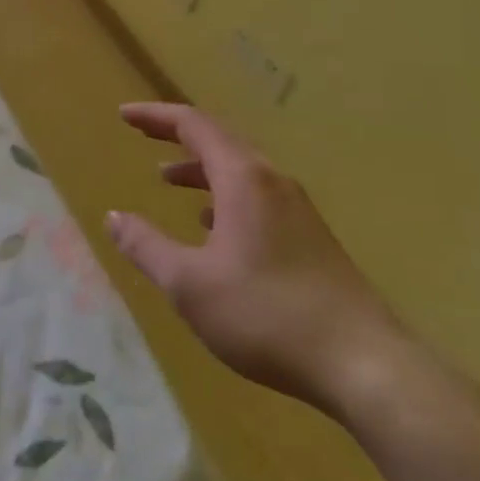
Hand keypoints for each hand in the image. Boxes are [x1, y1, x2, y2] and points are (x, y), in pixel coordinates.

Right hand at [104, 102, 402, 410]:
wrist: (366, 365)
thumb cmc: (267, 316)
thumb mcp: (190, 284)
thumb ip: (146, 246)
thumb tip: (113, 217)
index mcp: (243, 178)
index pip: (193, 125)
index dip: (155, 116)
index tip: (124, 115)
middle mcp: (272, 181)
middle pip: (220, 140)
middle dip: (177, 137)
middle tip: (143, 137)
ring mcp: (297, 210)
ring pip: (241, 171)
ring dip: (201, 169)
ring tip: (168, 180)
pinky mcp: (312, 239)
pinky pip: (258, 197)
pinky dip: (225, 197)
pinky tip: (213, 228)